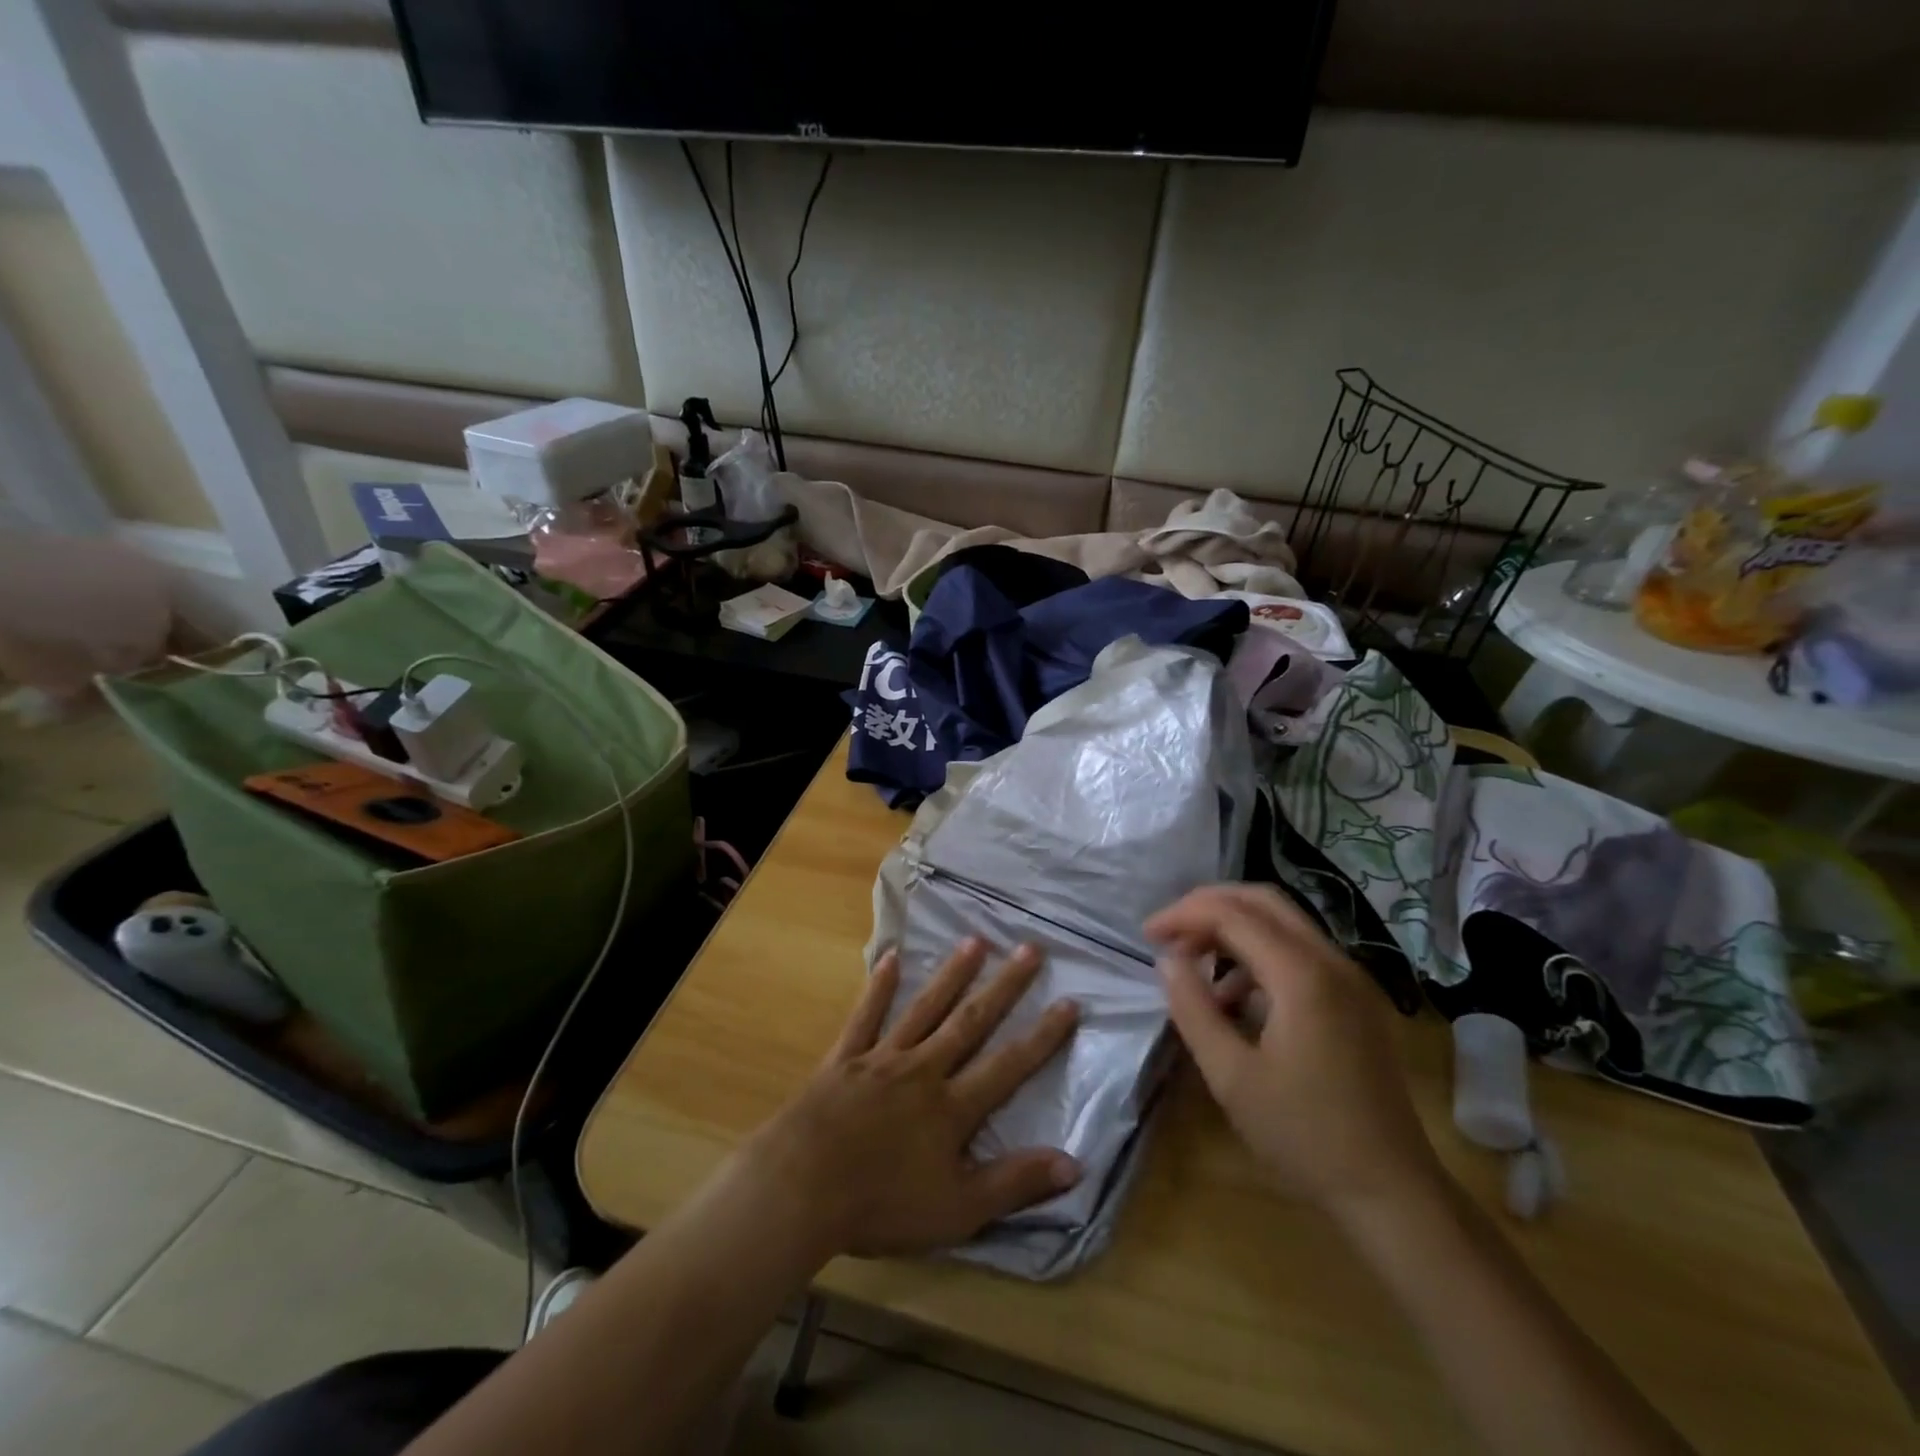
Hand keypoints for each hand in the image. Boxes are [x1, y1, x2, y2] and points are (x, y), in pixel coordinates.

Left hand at [735, 938, 1082, 1260]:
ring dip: (952, 975)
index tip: (1069, 1001)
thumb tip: (1076, 1162)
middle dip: (1005, 986)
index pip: (1009, 1065)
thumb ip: (1015, 1183)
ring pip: (925, 1009)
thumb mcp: (957, 1210)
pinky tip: (891, 958)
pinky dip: (879, 988)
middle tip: (1029, 949)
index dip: (1042, 1036)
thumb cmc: (881, 1205)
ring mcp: (882, 1058)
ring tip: (975, 941)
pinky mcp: (845, 1058)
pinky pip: (866, 1017)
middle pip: (971, 1021)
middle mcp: (923, 1070)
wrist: (799, 1189)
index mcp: (952, 1107)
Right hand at [1147, 884, 1443, 1219]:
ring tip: (1196, 967)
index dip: (1183, 915)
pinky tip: (1236, 997)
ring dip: (1233, 929)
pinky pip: (1300, 952)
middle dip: (1208, 907)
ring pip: (1283, 923)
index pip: (1232, 914)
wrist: (1391, 1192)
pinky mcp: (1356, 999)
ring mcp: (1351, 979)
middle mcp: (1332, 961)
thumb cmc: (1304, 1136)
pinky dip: (1259, 954)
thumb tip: (1167, 961)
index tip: (1147, 936)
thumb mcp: (1231, 1076)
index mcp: (1302, 976)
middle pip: (1262, 901)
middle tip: (1170, 934)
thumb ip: (1193, 1009)